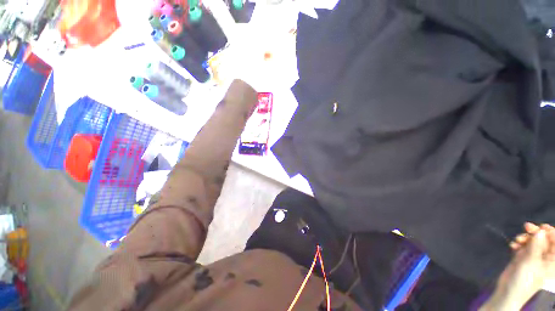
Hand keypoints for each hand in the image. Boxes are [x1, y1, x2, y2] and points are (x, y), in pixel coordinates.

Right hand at [481, 223, 554, 310]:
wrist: (509, 291)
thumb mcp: (531, 261)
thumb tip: (541, 230)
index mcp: (552, 259)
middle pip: (543, 239)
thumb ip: (537, 245)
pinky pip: (523, 245)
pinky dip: (518, 243)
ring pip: (532, 241)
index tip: (540, 227)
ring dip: (525, 238)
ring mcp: (534, 257)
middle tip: (526, 227)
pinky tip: (512, 246)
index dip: (550, 232)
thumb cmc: (525, 278)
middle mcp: (545, 256)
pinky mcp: (524, 257)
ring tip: (517, 240)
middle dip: (535, 232)